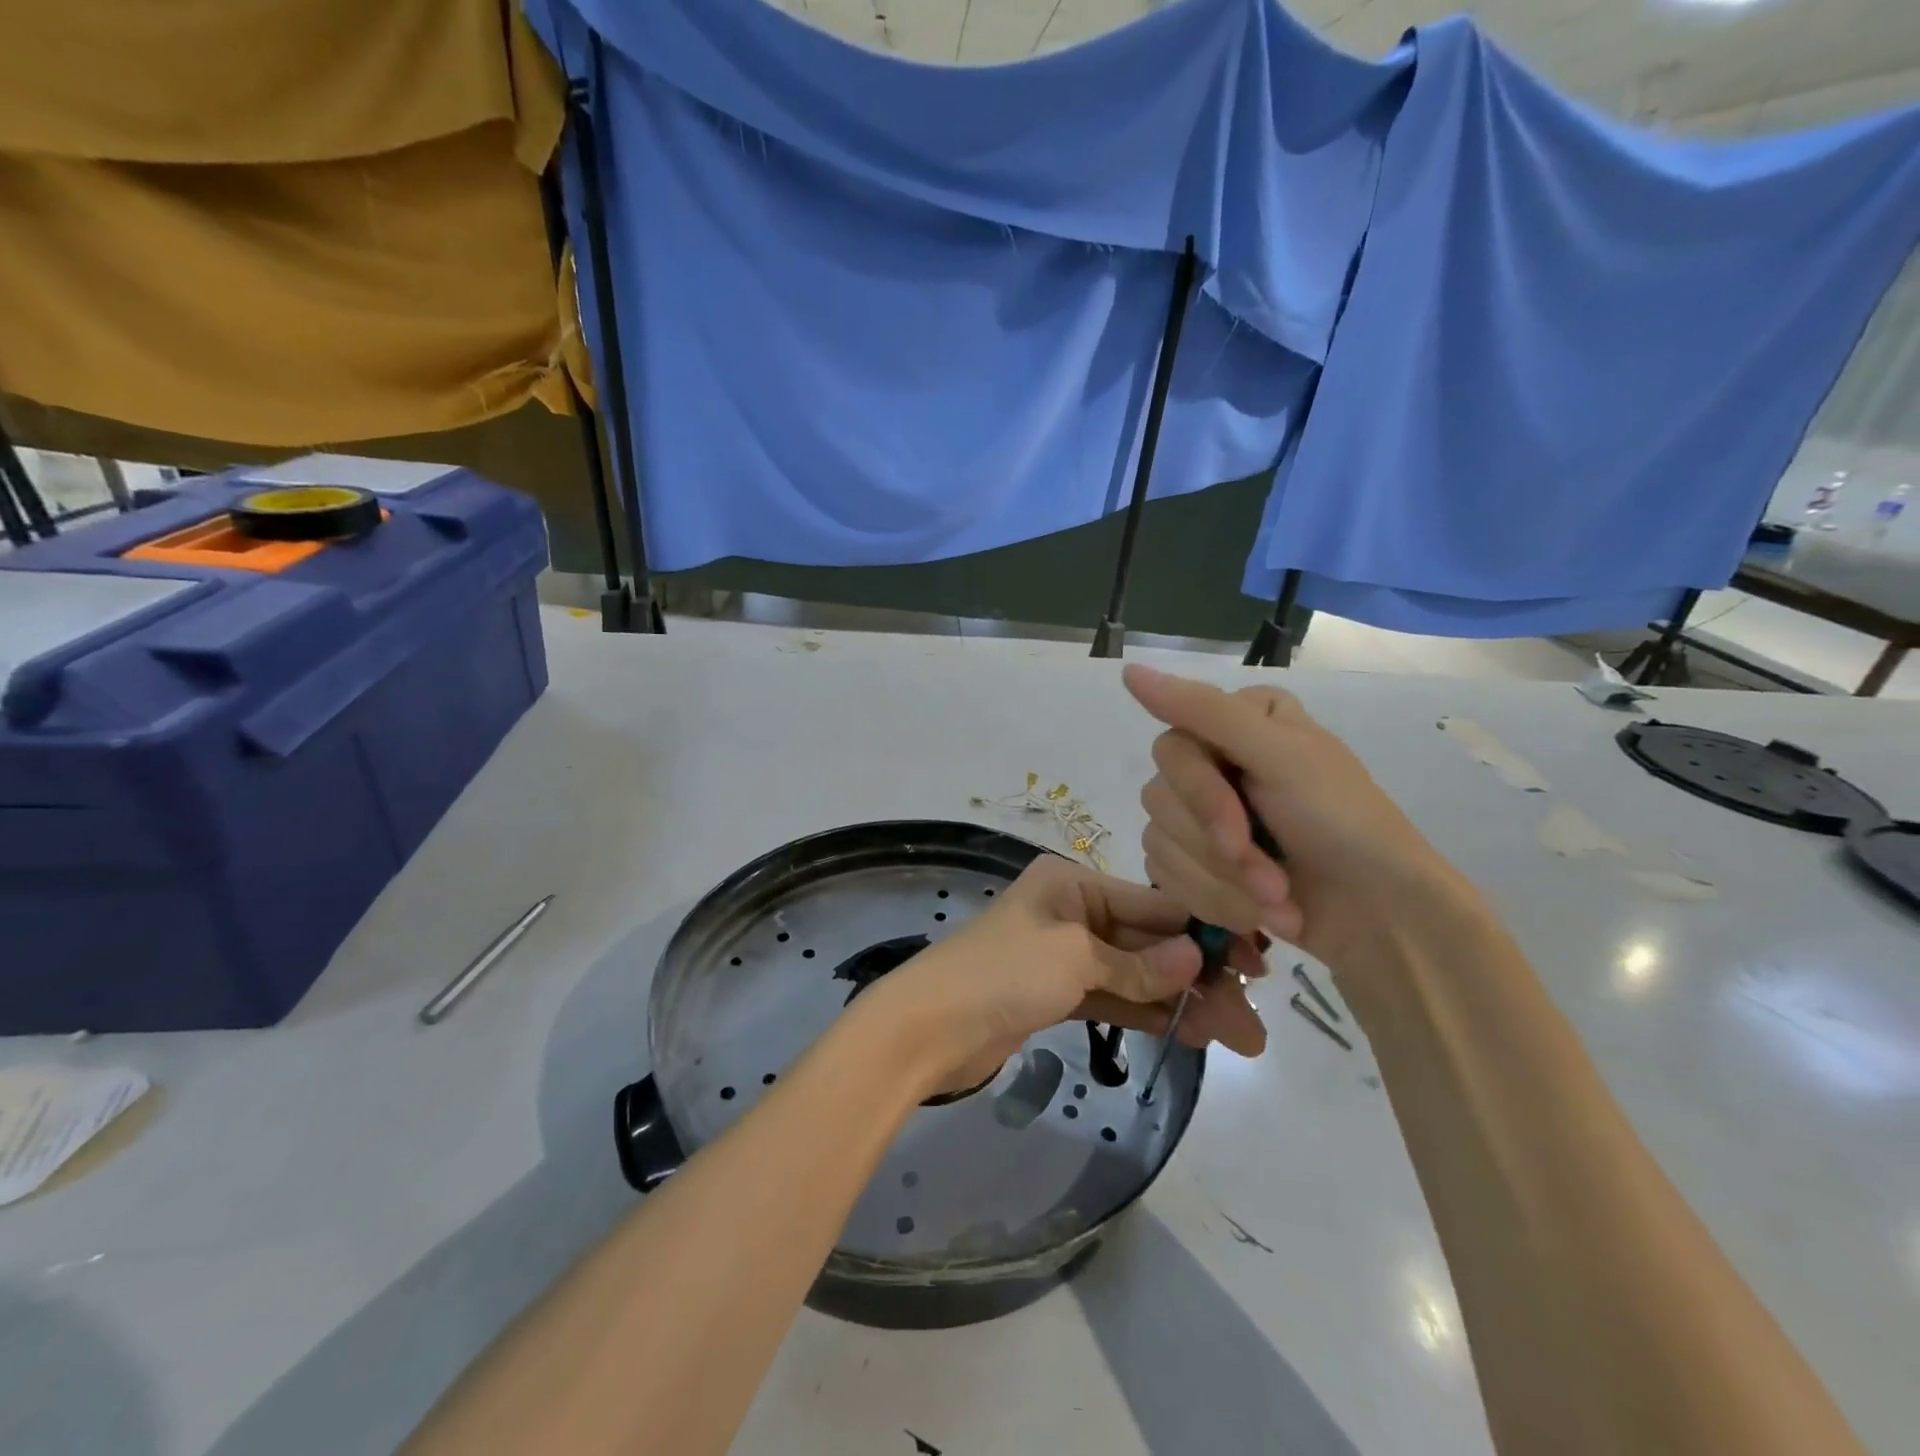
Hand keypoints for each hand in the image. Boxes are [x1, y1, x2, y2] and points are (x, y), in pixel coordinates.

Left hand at [857, 855, 1267, 1096]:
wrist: (929, 1028)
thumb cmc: (1002, 973)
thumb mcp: (1074, 958)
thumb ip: (1138, 964)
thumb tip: (1198, 959)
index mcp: (1072, 883)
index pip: (1153, 903)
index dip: (1205, 931)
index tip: (1256, 961)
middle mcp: (1071, 911)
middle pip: (1149, 942)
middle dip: (1199, 977)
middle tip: (1252, 1020)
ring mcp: (1064, 955)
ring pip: (1136, 974)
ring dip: (1182, 1001)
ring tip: (1237, 1037)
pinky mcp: (1057, 994)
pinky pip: (1114, 997)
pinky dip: (1148, 1012)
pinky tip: (1191, 1032)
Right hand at [1123, 663, 1476, 977]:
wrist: (1380, 918)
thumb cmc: (1342, 827)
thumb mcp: (1281, 756)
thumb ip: (1204, 709)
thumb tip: (1121, 663)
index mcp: (1237, 721)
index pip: (1172, 747)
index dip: (1200, 797)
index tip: (1239, 834)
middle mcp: (1215, 760)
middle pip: (1160, 798)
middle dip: (1220, 852)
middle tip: (1272, 881)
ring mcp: (1203, 816)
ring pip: (1160, 842)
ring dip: (1223, 885)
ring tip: (1277, 903)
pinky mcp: (1197, 863)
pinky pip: (1163, 875)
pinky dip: (1213, 902)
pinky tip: (1257, 914)